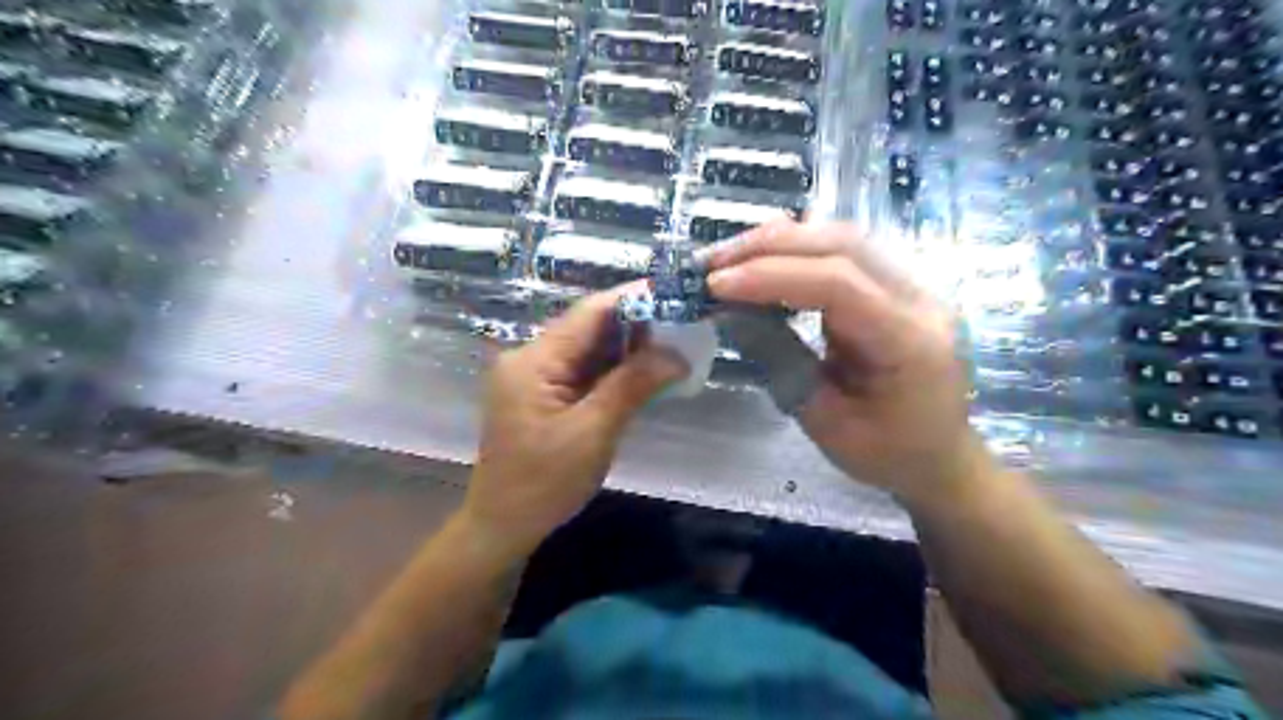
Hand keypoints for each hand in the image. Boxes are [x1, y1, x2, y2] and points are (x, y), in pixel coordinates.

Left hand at [465, 291, 686, 559]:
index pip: (589, 313)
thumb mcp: (594, 432)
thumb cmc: (544, 483)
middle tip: (682, 324)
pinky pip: (582, 371)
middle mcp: (530, 358)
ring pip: (587, 349)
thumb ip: (633, 385)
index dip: (632, 298)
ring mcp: (534, 377)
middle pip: (588, 328)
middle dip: (635, 324)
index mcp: (534, 360)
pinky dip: (613, 370)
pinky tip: (643, 372)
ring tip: (672, 345)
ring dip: (627, 348)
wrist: (503, 527)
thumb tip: (676, 354)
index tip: (674, 294)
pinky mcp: (542, 396)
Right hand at [705, 223, 985, 502]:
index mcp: (911, 341)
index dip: (771, 276)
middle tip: (712, 263)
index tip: (717, 284)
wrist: (941, 459)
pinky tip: (765, 256)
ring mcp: (912, 288)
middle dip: (769, 247)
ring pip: (844, 239)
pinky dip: (799, 249)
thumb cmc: (888, 454)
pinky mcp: (895, 287)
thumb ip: (783, 365)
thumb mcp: (827, 424)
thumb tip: (733, 316)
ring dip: (780, 241)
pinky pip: (846, 252)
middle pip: (843, 245)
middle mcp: (920, 300)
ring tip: (729, 258)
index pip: (838, 284)